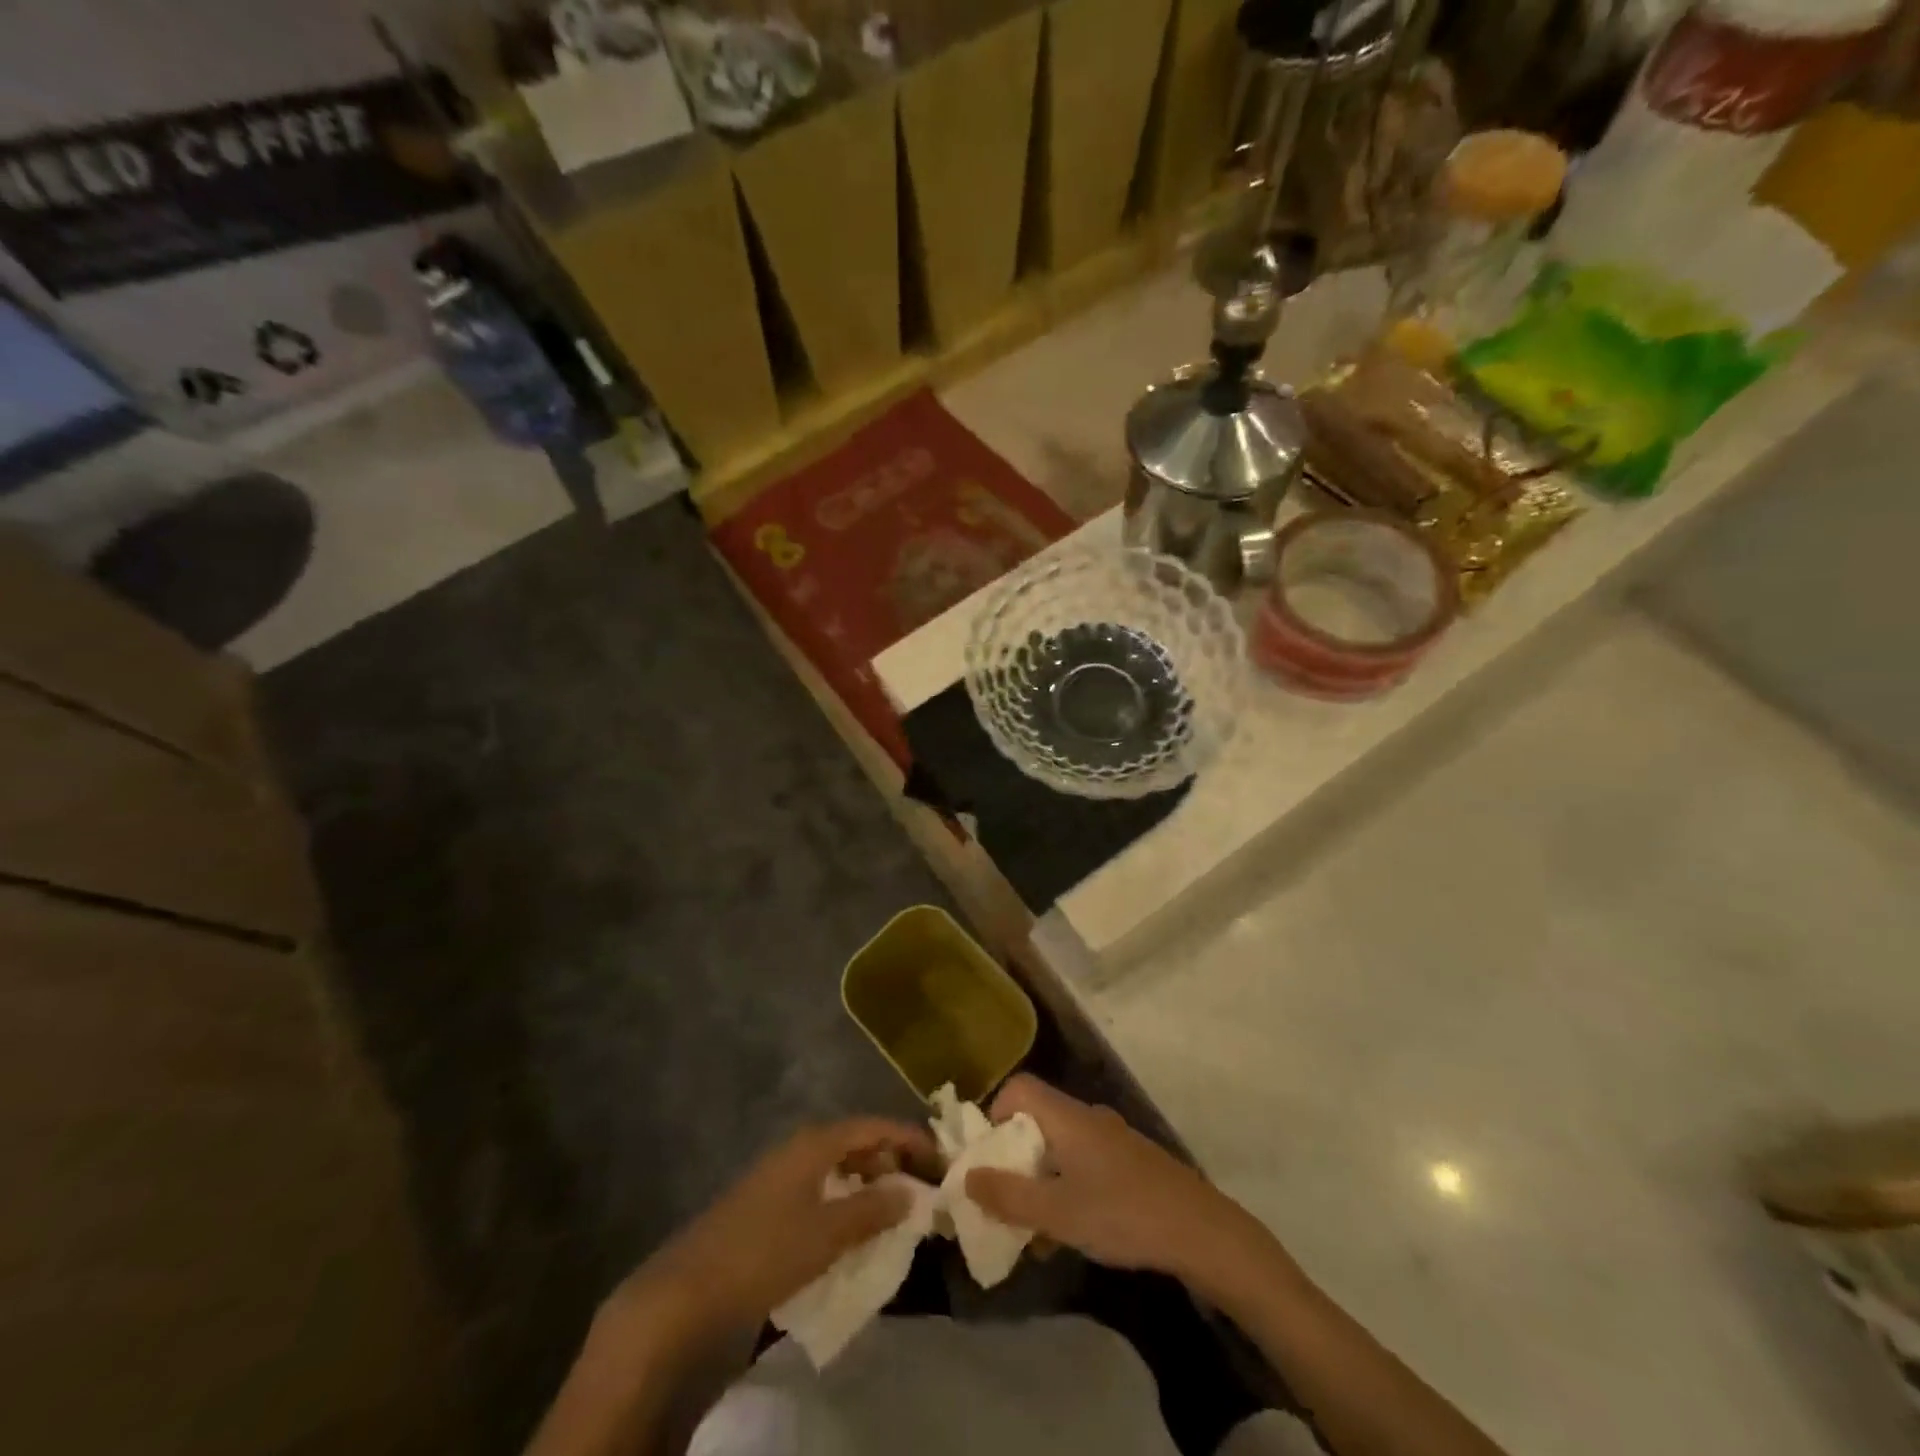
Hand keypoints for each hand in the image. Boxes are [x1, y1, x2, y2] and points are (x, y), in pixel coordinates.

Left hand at [616, 1118, 936, 1342]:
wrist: (689, 1289)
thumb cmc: (765, 1251)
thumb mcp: (828, 1234)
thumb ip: (873, 1210)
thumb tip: (909, 1191)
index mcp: (815, 1143)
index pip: (873, 1126)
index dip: (908, 1138)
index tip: (938, 1157)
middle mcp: (799, 1147)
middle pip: (855, 1142)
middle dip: (889, 1161)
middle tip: (919, 1187)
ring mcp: (780, 1173)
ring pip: (836, 1167)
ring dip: (867, 1183)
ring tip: (893, 1210)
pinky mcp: (768, 1201)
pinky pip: (819, 1188)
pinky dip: (843, 1200)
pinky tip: (852, 1228)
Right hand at [965, 1076, 1265, 1287]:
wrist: (1200, 1230)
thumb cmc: (1122, 1214)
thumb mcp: (1057, 1213)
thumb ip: (1009, 1195)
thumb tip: (966, 1176)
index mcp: (1067, 1117)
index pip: (1019, 1089)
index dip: (994, 1116)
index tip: (987, 1159)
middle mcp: (1087, 1117)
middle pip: (1036, 1120)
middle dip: (1013, 1159)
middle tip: (1004, 1200)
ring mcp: (1111, 1138)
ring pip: (1059, 1147)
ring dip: (1040, 1180)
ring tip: (1035, 1229)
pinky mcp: (1129, 1162)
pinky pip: (1083, 1163)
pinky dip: (1066, 1188)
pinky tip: (1072, 1231)